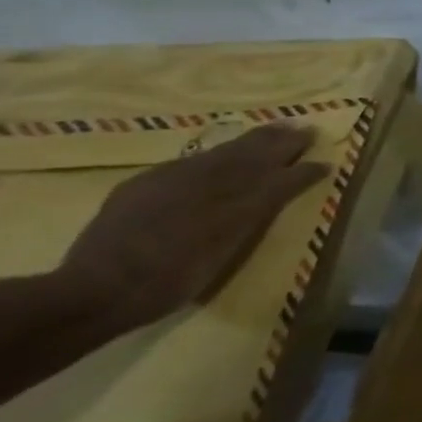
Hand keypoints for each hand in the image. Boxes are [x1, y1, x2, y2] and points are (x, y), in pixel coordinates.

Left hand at [61, 124, 330, 328]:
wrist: (95, 292)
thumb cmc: (171, 282)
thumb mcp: (227, 251)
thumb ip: (254, 216)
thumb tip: (276, 191)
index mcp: (239, 202)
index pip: (281, 178)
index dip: (304, 170)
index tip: (326, 163)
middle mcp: (212, 181)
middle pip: (255, 155)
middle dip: (282, 142)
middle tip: (305, 129)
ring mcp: (174, 180)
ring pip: (225, 152)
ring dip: (254, 140)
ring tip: (275, 129)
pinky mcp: (143, 185)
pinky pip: (193, 161)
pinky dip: (217, 153)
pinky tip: (221, 153)